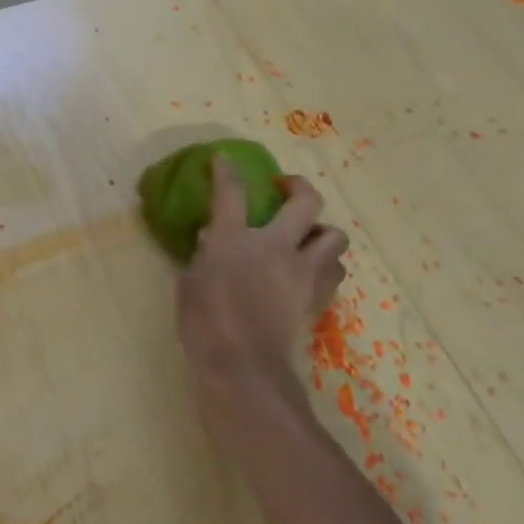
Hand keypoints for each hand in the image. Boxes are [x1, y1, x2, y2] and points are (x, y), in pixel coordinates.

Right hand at [176, 159, 348, 393]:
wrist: (242, 364)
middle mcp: (275, 246)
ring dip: (323, 233)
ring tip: (308, 239)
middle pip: (306, 203)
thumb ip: (202, 257)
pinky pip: (333, 273)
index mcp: (234, 239)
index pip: (231, 193)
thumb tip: (211, 240)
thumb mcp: (189, 283)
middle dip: (300, 187)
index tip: (224, 159)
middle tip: (288, 188)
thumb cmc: (203, 322)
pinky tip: (310, 273)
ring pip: (334, 237)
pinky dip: (325, 268)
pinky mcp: (315, 298)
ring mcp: (301, 272)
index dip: (226, 171)